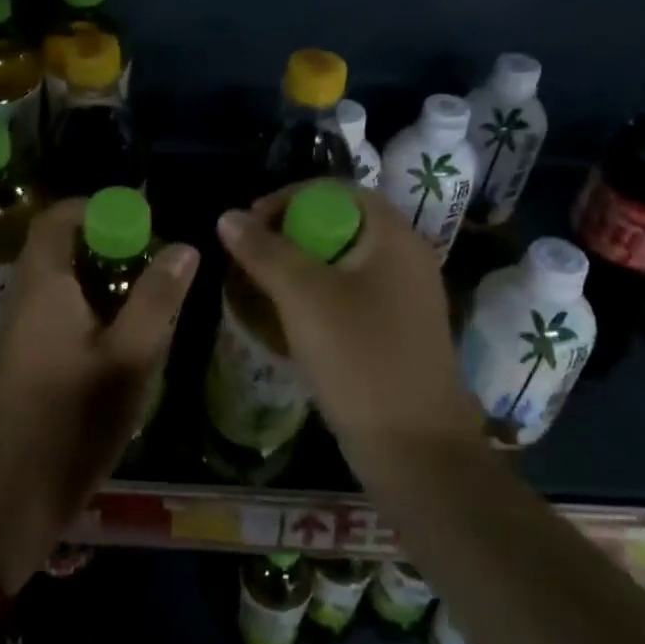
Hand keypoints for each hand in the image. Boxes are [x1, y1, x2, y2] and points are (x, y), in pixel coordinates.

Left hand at [0, 199, 198, 590]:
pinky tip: (116, 338)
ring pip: (56, 282)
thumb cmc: (74, 420)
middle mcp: (22, 299)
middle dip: (103, 244)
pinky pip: (52, 311)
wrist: (14, 496)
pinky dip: (84, 306)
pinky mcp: (20, 361)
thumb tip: (183, 246)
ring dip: (95, 277)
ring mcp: (16, 332)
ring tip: (141, 297)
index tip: (137, 220)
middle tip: (148, 260)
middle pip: (56, 248)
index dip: (94, 208)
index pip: (56, 219)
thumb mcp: (130, 357)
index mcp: (43, 286)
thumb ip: (157, 298)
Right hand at [216, 182, 481, 470]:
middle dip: (287, 235)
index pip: (335, 191)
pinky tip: (287, 319)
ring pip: (340, 262)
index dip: (288, 199)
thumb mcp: (304, 297)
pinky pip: (348, 294)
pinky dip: (315, 296)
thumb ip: (264, 251)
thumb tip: (228, 216)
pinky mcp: (394, 330)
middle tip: (249, 258)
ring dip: (297, 267)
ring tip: (259, 287)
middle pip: (337, 224)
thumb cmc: (361, 360)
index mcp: (393, 237)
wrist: (416, 451)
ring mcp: (403, 297)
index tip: (249, 225)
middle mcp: (404, 258)